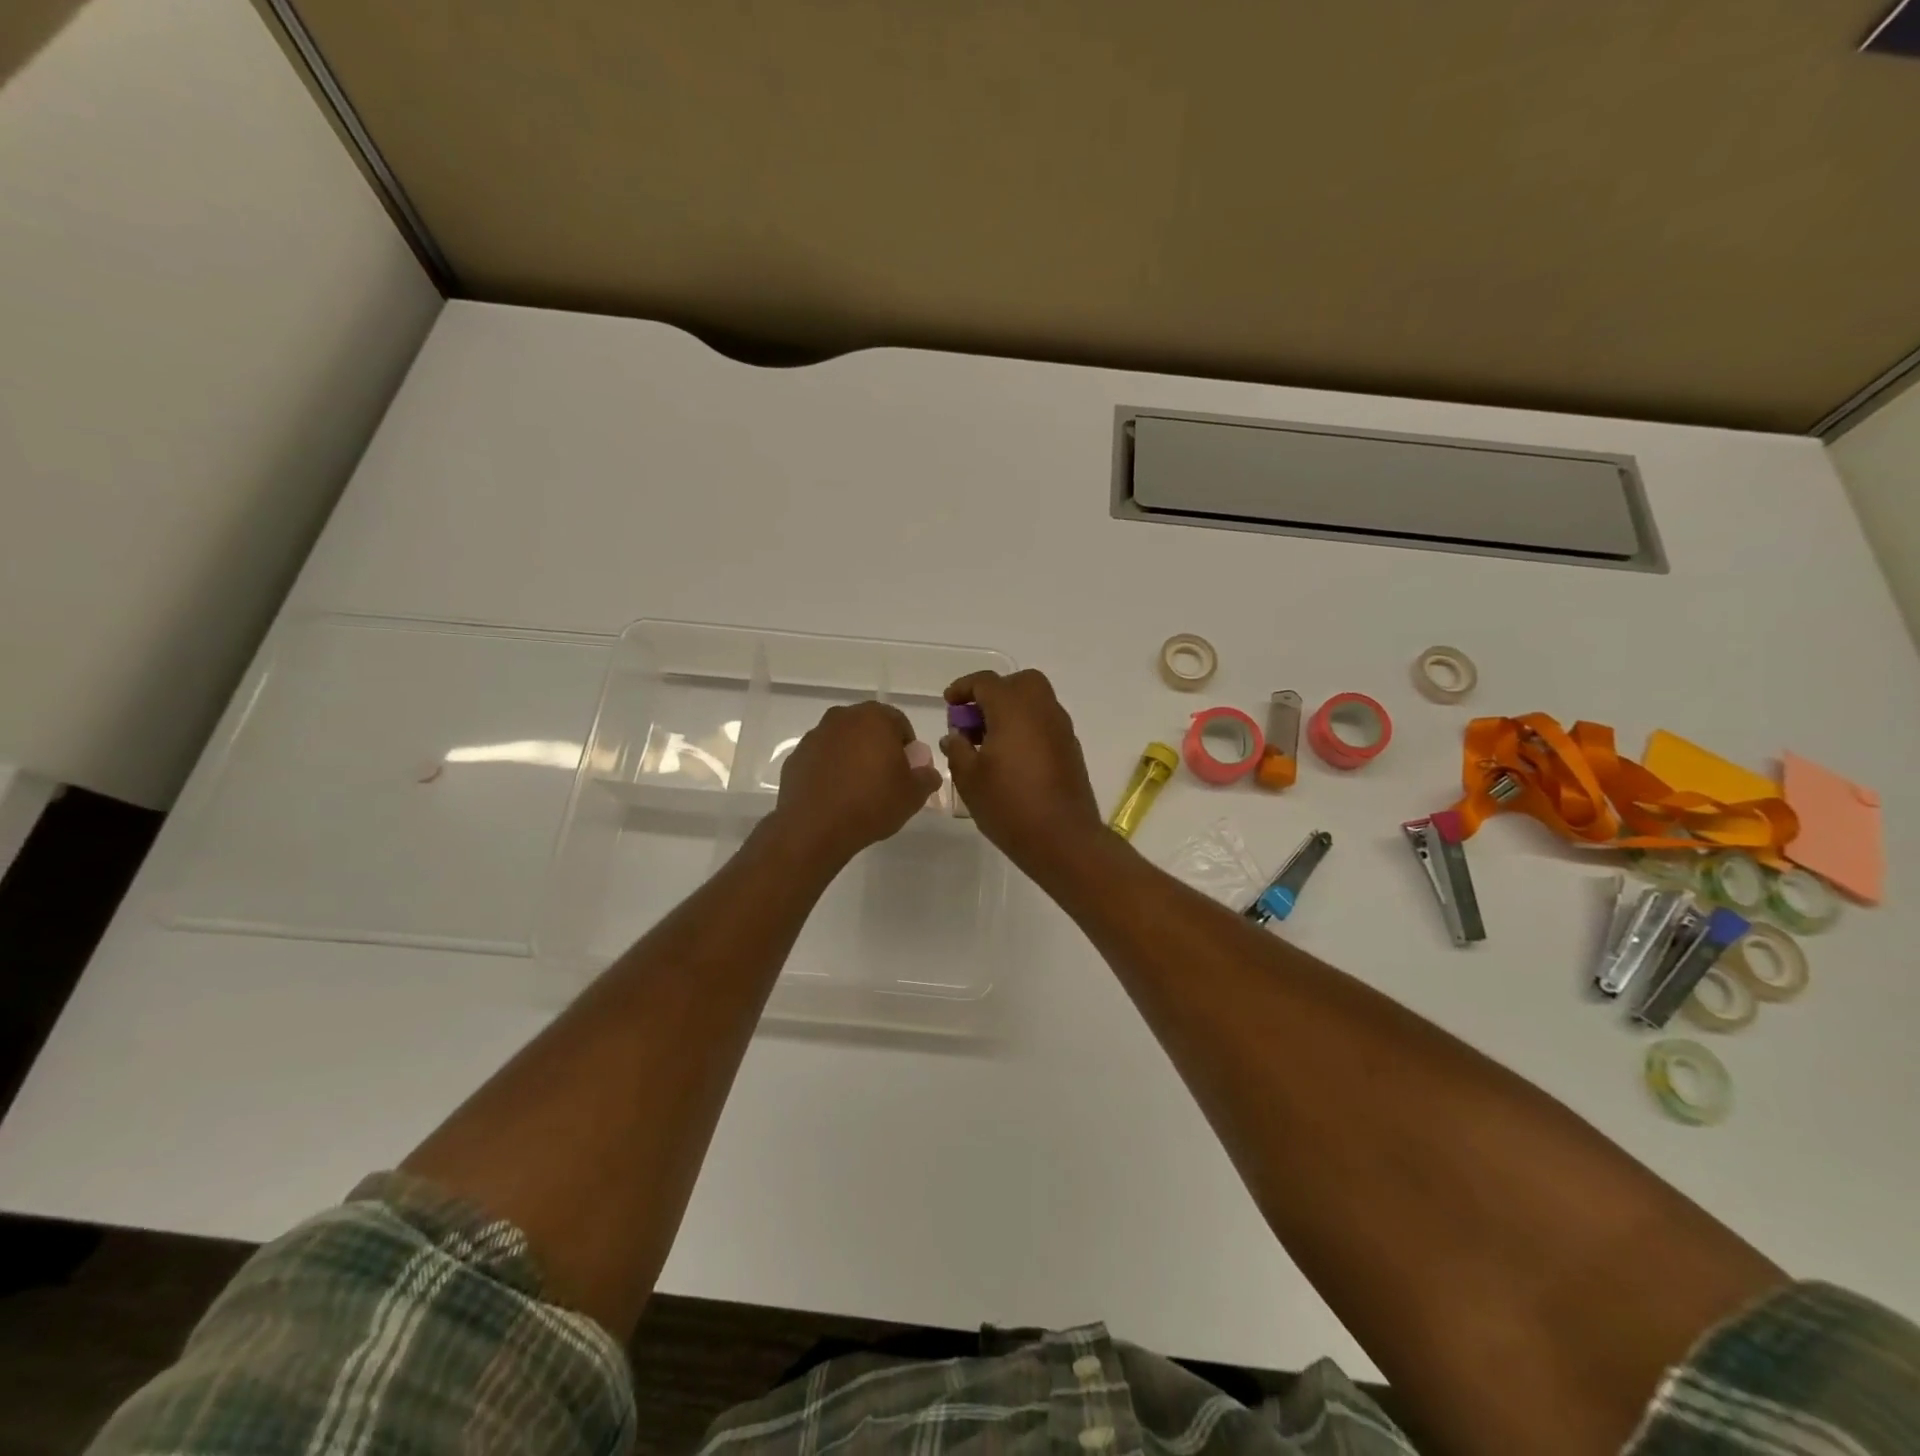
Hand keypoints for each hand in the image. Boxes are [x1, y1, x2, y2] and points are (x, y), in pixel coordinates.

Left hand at [769, 701, 942, 867]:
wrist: (815, 828)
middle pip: (868, 728)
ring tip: (859, 790)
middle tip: (886, 778)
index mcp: (874, 718)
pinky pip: (822, 758)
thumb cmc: (871, 803)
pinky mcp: (795, 757)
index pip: (899, 722)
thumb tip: (927, 772)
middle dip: (879, 747)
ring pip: (843, 741)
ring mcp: (815, 736)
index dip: (907, 746)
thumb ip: (926, 777)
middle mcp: (842, 718)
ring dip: (853, 757)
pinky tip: (836, 796)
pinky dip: (830, 770)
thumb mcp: (913, 795)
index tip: (908, 770)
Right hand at [942, 670, 1105, 878]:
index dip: (963, 689)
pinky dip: (1027, 728)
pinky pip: (1045, 724)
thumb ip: (957, 749)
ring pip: (1035, 702)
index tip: (949, 704)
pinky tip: (1011, 758)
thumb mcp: (969, 778)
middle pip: (1019, 683)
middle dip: (994, 693)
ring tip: (988, 742)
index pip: (986, 682)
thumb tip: (955, 736)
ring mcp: (1061, 729)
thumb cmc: (1009, 805)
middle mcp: (1042, 710)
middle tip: (974, 719)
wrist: (1063, 839)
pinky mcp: (1070, 749)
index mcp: (1013, 709)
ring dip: (1011, 711)